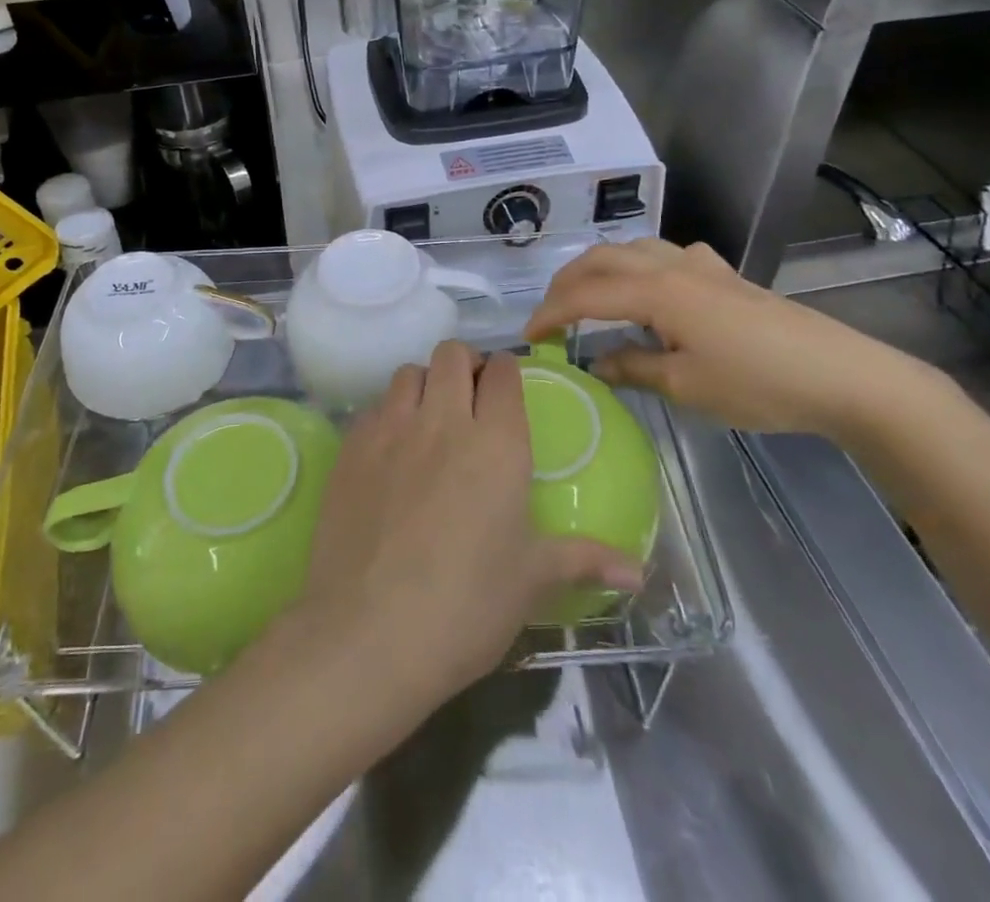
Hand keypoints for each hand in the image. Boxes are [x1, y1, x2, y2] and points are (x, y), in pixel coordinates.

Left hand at [291, 342, 642, 719]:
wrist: (366, 634)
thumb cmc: (464, 607)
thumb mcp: (530, 582)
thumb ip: (584, 560)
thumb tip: (639, 571)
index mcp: (497, 443)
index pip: (504, 373)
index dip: (507, 373)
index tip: (507, 391)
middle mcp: (443, 420)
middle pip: (452, 354)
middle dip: (465, 365)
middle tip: (471, 399)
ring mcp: (390, 429)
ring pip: (409, 373)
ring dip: (424, 384)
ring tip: (430, 420)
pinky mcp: (350, 448)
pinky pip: (373, 408)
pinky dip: (387, 415)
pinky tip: (390, 453)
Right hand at [523, 239, 946, 437]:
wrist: (841, 375)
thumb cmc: (758, 383)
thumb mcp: (686, 386)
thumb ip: (633, 368)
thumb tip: (597, 361)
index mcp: (657, 292)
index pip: (586, 296)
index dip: (551, 314)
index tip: (529, 337)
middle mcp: (671, 266)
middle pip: (602, 259)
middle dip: (567, 282)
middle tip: (550, 314)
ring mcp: (701, 266)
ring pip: (634, 249)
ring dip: (601, 268)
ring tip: (588, 297)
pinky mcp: (724, 275)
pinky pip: (667, 255)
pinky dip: (640, 266)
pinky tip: (652, 289)